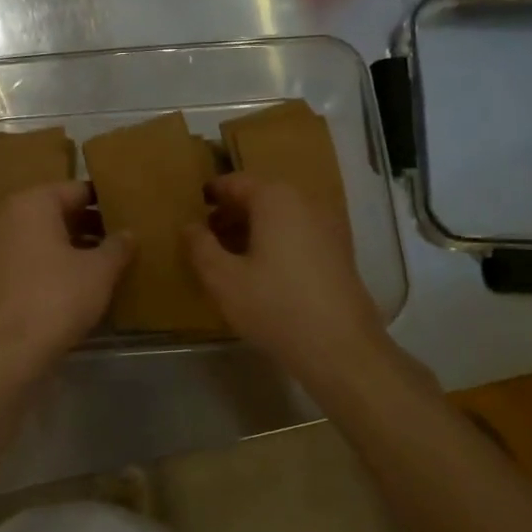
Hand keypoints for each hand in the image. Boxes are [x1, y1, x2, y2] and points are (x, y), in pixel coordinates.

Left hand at [0, 181, 133, 368]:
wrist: (10, 349)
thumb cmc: (57, 297)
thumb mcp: (99, 271)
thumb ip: (117, 246)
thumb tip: (129, 233)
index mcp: (34, 203)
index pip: (78, 190)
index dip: (107, 200)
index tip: (131, 211)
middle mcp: (12, 216)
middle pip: (60, 211)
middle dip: (92, 223)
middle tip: (125, 236)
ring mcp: (1, 245)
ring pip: (48, 235)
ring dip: (77, 244)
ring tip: (112, 259)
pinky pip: (35, 256)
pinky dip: (58, 262)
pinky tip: (85, 280)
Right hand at [183, 174, 389, 376]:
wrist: (340, 348)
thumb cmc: (274, 306)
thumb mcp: (222, 278)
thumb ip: (200, 246)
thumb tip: (190, 226)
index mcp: (275, 199)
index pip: (236, 182)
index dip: (213, 193)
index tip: (196, 205)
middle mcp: (305, 202)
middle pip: (261, 196)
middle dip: (233, 212)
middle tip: (208, 234)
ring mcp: (328, 226)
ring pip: (282, 215)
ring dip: (254, 227)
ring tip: (231, 254)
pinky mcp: (340, 251)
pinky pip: (299, 232)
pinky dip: (277, 240)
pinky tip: (263, 270)